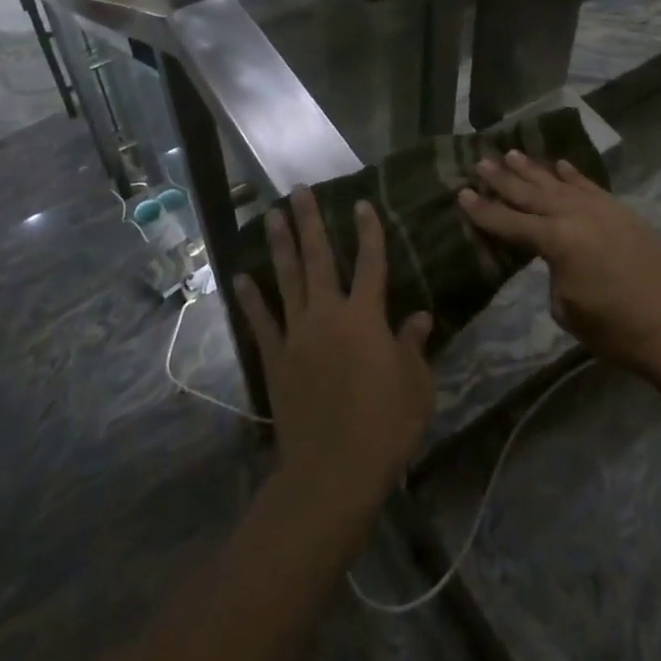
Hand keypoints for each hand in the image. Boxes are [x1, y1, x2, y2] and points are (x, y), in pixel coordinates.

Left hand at [233, 188, 433, 508]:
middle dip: (309, 221)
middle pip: (318, 258)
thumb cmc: (385, 425)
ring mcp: (297, 334)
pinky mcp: (275, 358)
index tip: (361, 203)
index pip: (371, 263)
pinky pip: (261, 322)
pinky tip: (241, 276)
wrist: (333, 469)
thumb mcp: (415, 385)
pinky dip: (250, 299)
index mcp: (366, 316)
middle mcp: (328, 314)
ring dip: (280, 245)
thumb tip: (420, 316)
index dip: (368, 232)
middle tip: (298, 190)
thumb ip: (413, 345)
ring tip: (270, 215)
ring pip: (287, 279)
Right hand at [458, 152, 660, 375]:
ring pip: (558, 183)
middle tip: (481, 162)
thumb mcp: (567, 310)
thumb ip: (553, 274)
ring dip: (533, 170)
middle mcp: (575, 215)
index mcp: (557, 241)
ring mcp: (601, 209)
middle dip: (503, 179)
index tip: (461, 193)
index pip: (510, 222)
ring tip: (512, 154)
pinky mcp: (621, 212)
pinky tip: (559, 165)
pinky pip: (589, 186)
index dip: (483, 211)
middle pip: (531, 194)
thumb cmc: (616, 330)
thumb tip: (555, 260)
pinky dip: (572, 175)